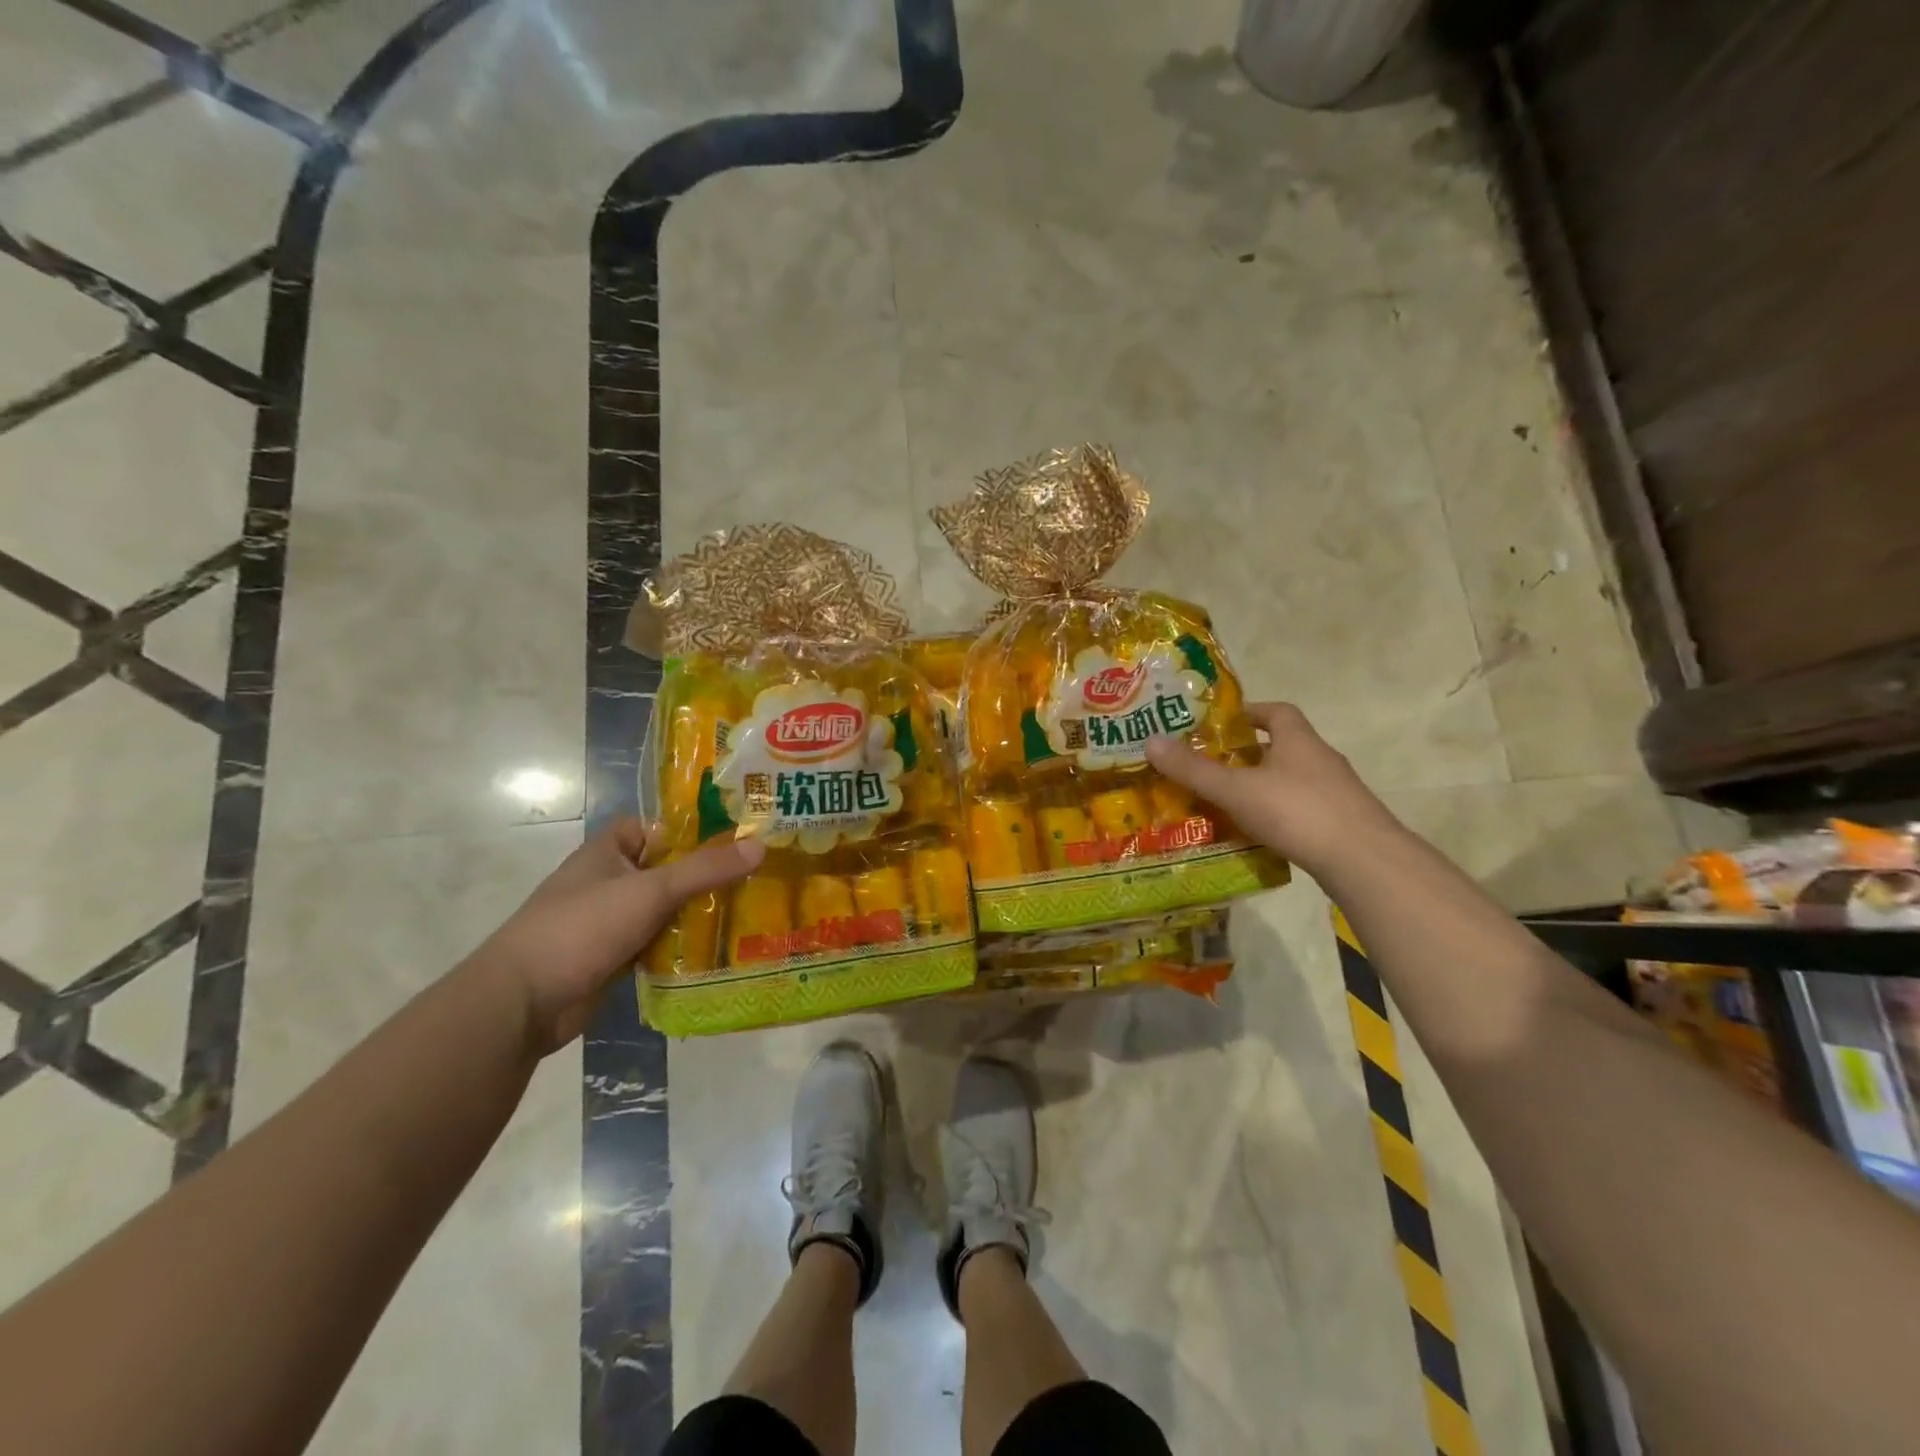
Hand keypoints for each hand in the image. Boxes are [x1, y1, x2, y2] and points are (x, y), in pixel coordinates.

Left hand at [476, 819, 763, 1054]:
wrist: (524, 1002)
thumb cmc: (583, 927)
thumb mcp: (651, 890)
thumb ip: (706, 870)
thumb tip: (760, 845)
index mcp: (607, 852)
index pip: (655, 828)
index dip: (691, 831)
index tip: (735, 839)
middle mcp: (608, 881)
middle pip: (666, 870)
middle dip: (705, 876)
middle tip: (756, 877)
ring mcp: (609, 922)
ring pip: (664, 910)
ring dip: (697, 915)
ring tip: (749, 913)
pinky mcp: (613, 958)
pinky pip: (656, 944)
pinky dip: (680, 947)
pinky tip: (719, 951)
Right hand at [1145, 702, 1402, 880]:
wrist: (1365, 861)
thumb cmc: (1298, 811)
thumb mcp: (1236, 789)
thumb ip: (1194, 770)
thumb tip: (1150, 741)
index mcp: (1298, 740)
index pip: (1276, 711)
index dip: (1248, 713)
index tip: (1220, 725)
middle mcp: (1321, 759)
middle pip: (1282, 747)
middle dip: (1248, 754)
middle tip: (1212, 767)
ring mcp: (1336, 793)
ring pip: (1291, 781)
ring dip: (1262, 787)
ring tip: (1227, 803)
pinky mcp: (1341, 823)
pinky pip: (1301, 810)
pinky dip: (1278, 815)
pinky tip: (1257, 834)